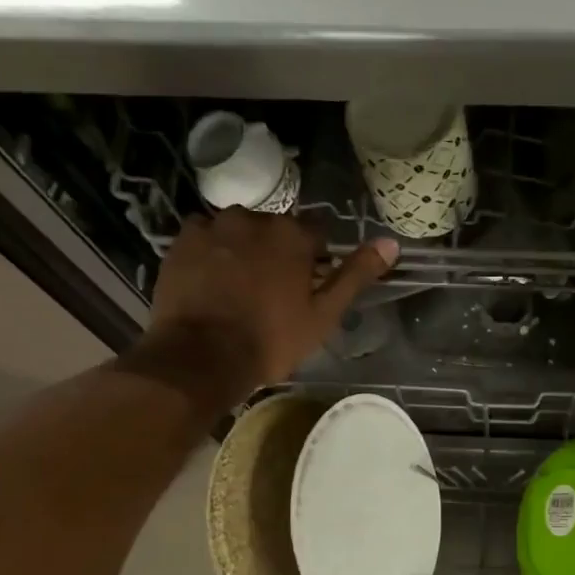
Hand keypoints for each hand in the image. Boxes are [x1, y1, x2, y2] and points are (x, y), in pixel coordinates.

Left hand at [127, 210, 397, 396]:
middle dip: (277, 252)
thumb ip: (356, 275)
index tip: (307, 286)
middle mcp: (254, 218)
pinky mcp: (182, 240)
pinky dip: (212, 252)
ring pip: (239, 231)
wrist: (201, 356)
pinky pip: (206, 237)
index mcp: (293, 234)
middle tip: (272, 292)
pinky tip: (212, 281)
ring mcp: (213, 226)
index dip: (315, 260)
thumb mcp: (324, 314)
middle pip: (275, 230)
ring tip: (239, 288)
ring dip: (243, 250)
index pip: (316, 234)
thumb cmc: (271, 340)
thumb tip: (391, 243)